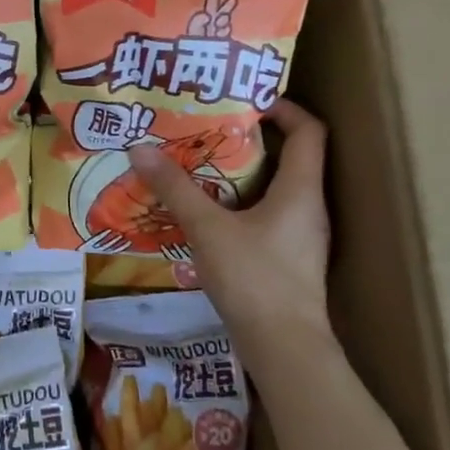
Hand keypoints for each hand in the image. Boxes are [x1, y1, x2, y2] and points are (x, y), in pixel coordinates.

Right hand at [127, 101, 331, 358]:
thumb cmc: (254, 279)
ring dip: (243, 173)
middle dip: (251, 139)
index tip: (247, 100)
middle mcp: (308, 207)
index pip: (310, 130)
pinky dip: (241, 204)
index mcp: (301, 190)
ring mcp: (301, 236)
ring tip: (201, 164)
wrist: (285, 349)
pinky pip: (267, 215)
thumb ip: (175, 188)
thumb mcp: (208, 228)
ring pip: (276, 189)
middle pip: (291, 157)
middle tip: (209, 128)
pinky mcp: (288, 259)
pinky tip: (208, 211)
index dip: (284, 107)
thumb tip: (139, 148)